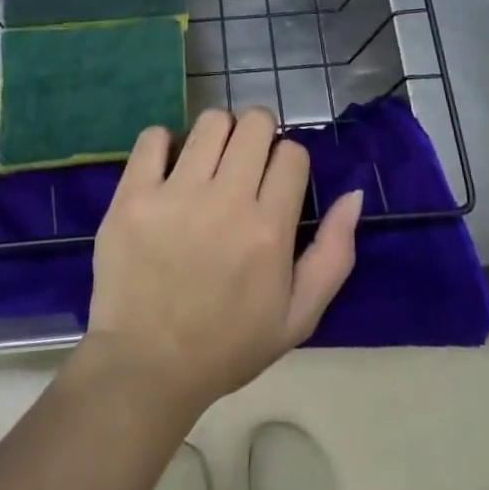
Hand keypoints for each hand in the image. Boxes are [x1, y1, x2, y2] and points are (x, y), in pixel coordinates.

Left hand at [83, 108, 362, 416]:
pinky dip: (164, 143)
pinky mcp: (134, 195)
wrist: (146, 368)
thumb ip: (333, 254)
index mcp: (268, 231)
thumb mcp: (298, 317)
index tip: (275, 180)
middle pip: (254, 123)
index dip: (288, 161)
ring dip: (216, 134)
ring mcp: (175, 195)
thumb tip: (354, 194)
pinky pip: (154, 136)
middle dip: (257, 134)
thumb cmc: (227, 346)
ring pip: (210, 122)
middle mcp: (226, 202)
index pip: (292, 153)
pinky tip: (168, 168)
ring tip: (208, 163)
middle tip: (244, 161)